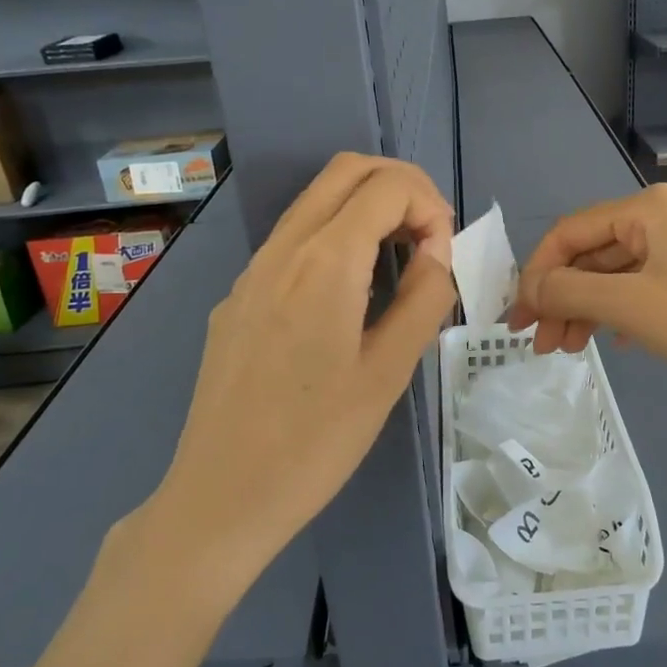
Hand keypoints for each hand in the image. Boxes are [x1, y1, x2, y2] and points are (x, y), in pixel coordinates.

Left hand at [150, 154, 456, 589]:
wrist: (222, 495)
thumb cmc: (317, 441)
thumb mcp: (389, 372)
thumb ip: (424, 299)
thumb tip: (438, 254)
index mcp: (324, 263)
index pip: (387, 186)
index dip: (431, 206)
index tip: (445, 257)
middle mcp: (282, 250)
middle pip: (346, 171)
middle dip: (400, 188)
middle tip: (430, 239)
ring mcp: (252, 272)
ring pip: (315, 201)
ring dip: (367, 210)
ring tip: (399, 262)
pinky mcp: (238, 298)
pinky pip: (293, 241)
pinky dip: (335, 239)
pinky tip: (349, 297)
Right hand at [507, 184, 666, 411]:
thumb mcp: (630, 306)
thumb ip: (569, 293)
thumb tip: (527, 291)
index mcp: (648, 208)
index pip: (570, 232)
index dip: (537, 274)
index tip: (518, 319)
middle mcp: (665, 218)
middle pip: (592, 254)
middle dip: (562, 298)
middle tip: (540, 344)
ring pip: (616, 274)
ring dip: (586, 309)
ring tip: (568, 350)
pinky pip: (642, 288)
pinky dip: (618, 313)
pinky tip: (612, 342)